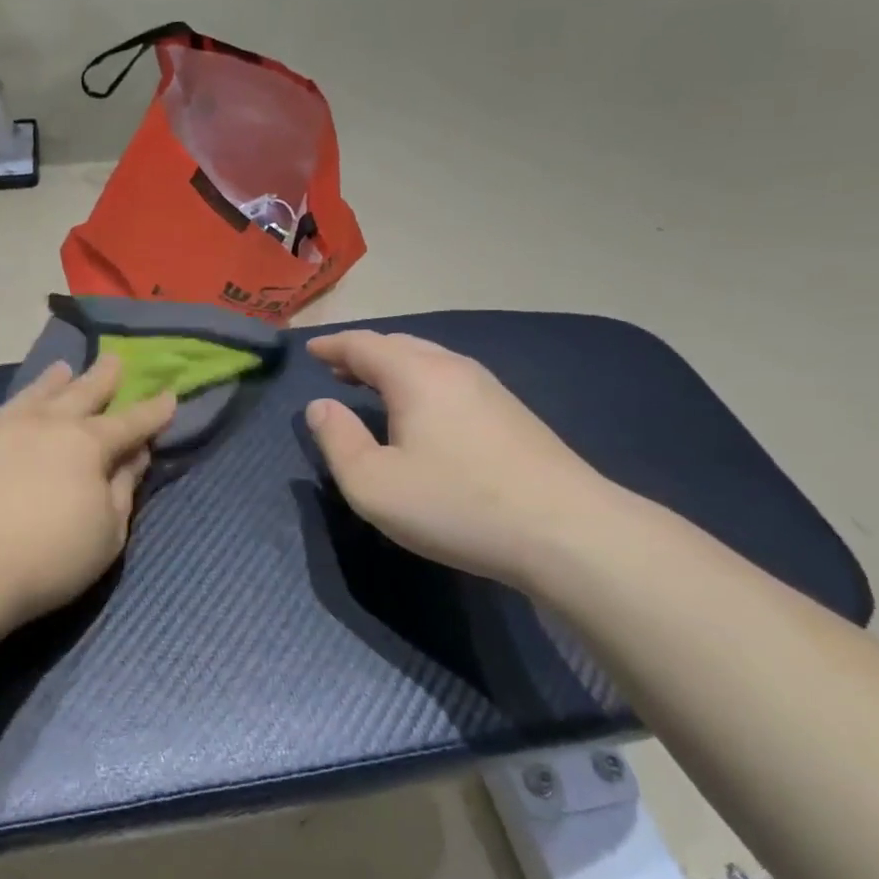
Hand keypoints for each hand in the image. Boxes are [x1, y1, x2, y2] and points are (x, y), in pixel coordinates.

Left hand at [0, 355, 176, 628]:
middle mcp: (46, 423)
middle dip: (104, 377)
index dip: (153, 411)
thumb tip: (134, 456)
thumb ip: (123, 489)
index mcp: (87, 444)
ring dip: (54, 381)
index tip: (169, 395)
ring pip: (34, 394)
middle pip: (82, 392)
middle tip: (115, 359)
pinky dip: (11, 412)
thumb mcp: (107, 533)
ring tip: (63, 369)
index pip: (130, 423)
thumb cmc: (49, 557)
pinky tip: (7, 417)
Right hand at [304, 331, 612, 585]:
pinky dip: (421, 382)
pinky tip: (422, 411)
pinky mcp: (513, 413)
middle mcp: (453, 368)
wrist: (567, 532)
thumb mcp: (373, 484)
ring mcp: (489, 388)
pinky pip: (451, 379)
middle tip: (337, 370)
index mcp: (415, 375)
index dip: (333, 346)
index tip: (311, 351)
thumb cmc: (456, 505)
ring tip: (372, 387)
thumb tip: (320, 407)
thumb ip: (337, 440)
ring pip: (429, 360)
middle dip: (362, 354)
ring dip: (394, 367)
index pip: (363, 345)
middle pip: (399, 345)